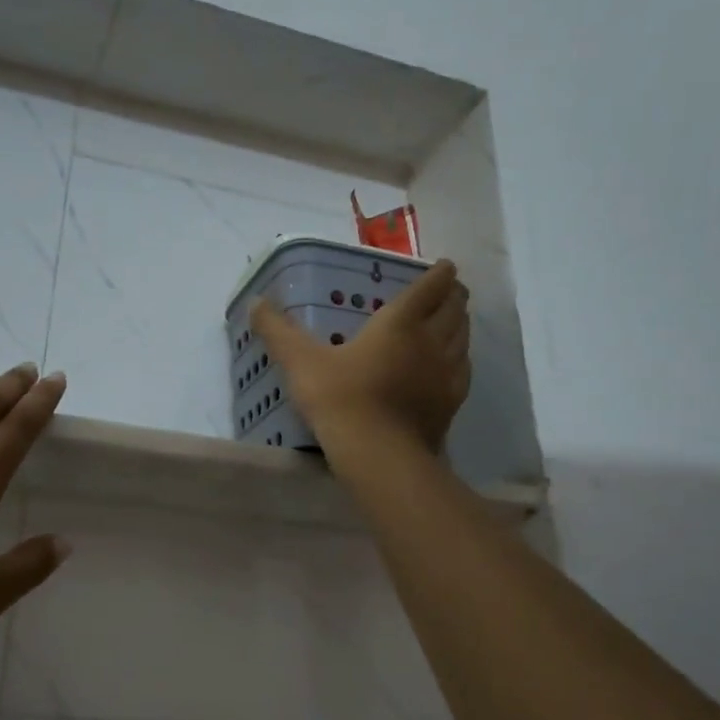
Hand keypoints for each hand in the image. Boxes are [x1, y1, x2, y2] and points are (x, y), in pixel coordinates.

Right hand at [250, 259, 470, 454]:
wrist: (378, 453)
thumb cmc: (340, 398)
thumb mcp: (300, 361)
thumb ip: (278, 330)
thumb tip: (255, 302)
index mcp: (399, 322)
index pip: (428, 288)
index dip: (439, 274)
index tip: (446, 266)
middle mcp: (429, 341)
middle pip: (453, 310)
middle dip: (454, 296)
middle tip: (452, 290)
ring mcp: (445, 373)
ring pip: (462, 338)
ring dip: (461, 323)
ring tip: (457, 319)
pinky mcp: (451, 403)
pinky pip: (463, 371)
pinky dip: (462, 358)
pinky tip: (456, 364)